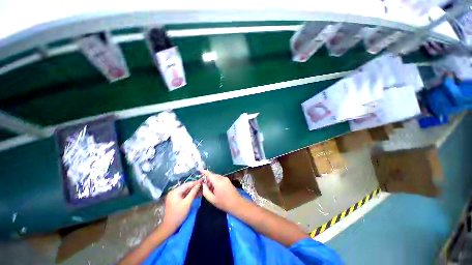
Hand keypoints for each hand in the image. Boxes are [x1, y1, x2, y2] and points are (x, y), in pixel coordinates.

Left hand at [162, 181, 200, 230]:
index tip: (202, 181)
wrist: (169, 226)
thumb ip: (193, 192)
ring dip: (193, 190)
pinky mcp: (175, 200)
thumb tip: (199, 184)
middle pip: (186, 187)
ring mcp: (174, 196)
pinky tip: (196, 194)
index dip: (195, 182)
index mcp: (175, 191)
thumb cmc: (178, 214)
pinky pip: (184, 194)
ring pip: (185, 190)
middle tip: (203, 185)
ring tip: (201, 189)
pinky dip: (190, 194)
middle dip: (194, 186)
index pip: (187, 184)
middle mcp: (173, 192)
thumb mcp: (187, 203)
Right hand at [200, 169, 243, 213]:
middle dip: (207, 179)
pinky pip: (219, 179)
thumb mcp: (212, 199)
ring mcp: (226, 179)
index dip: (204, 171)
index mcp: (218, 181)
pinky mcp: (228, 181)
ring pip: (216, 177)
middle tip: (202, 186)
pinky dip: (215, 182)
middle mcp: (222, 178)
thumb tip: (202, 184)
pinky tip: (214, 189)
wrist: (237, 204)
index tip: (199, 170)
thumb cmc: (224, 203)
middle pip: (212, 175)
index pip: (209, 174)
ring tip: (209, 190)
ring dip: (211, 181)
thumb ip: (206, 191)